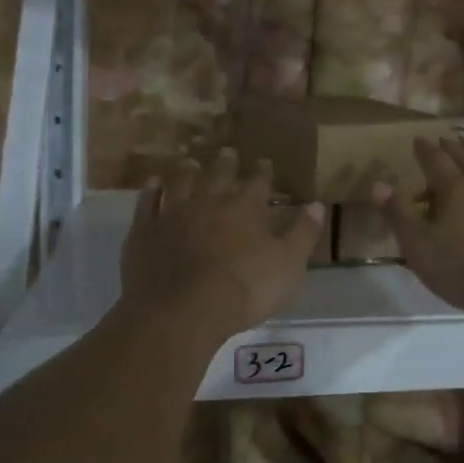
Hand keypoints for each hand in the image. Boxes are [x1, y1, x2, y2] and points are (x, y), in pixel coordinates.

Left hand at [119, 149, 325, 346]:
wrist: (183, 310)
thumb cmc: (244, 290)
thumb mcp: (289, 266)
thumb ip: (303, 234)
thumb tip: (318, 204)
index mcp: (246, 209)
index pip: (258, 183)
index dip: (263, 173)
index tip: (265, 162)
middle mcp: (210, 202)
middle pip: (219, 175)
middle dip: (226, 164)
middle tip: (228, 152)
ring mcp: (174, 214)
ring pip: (182, 183)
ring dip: (188, 171)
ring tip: (191, 162)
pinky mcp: (146, 231)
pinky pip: (147, 203)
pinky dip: (151, 191)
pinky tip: (152, 182)